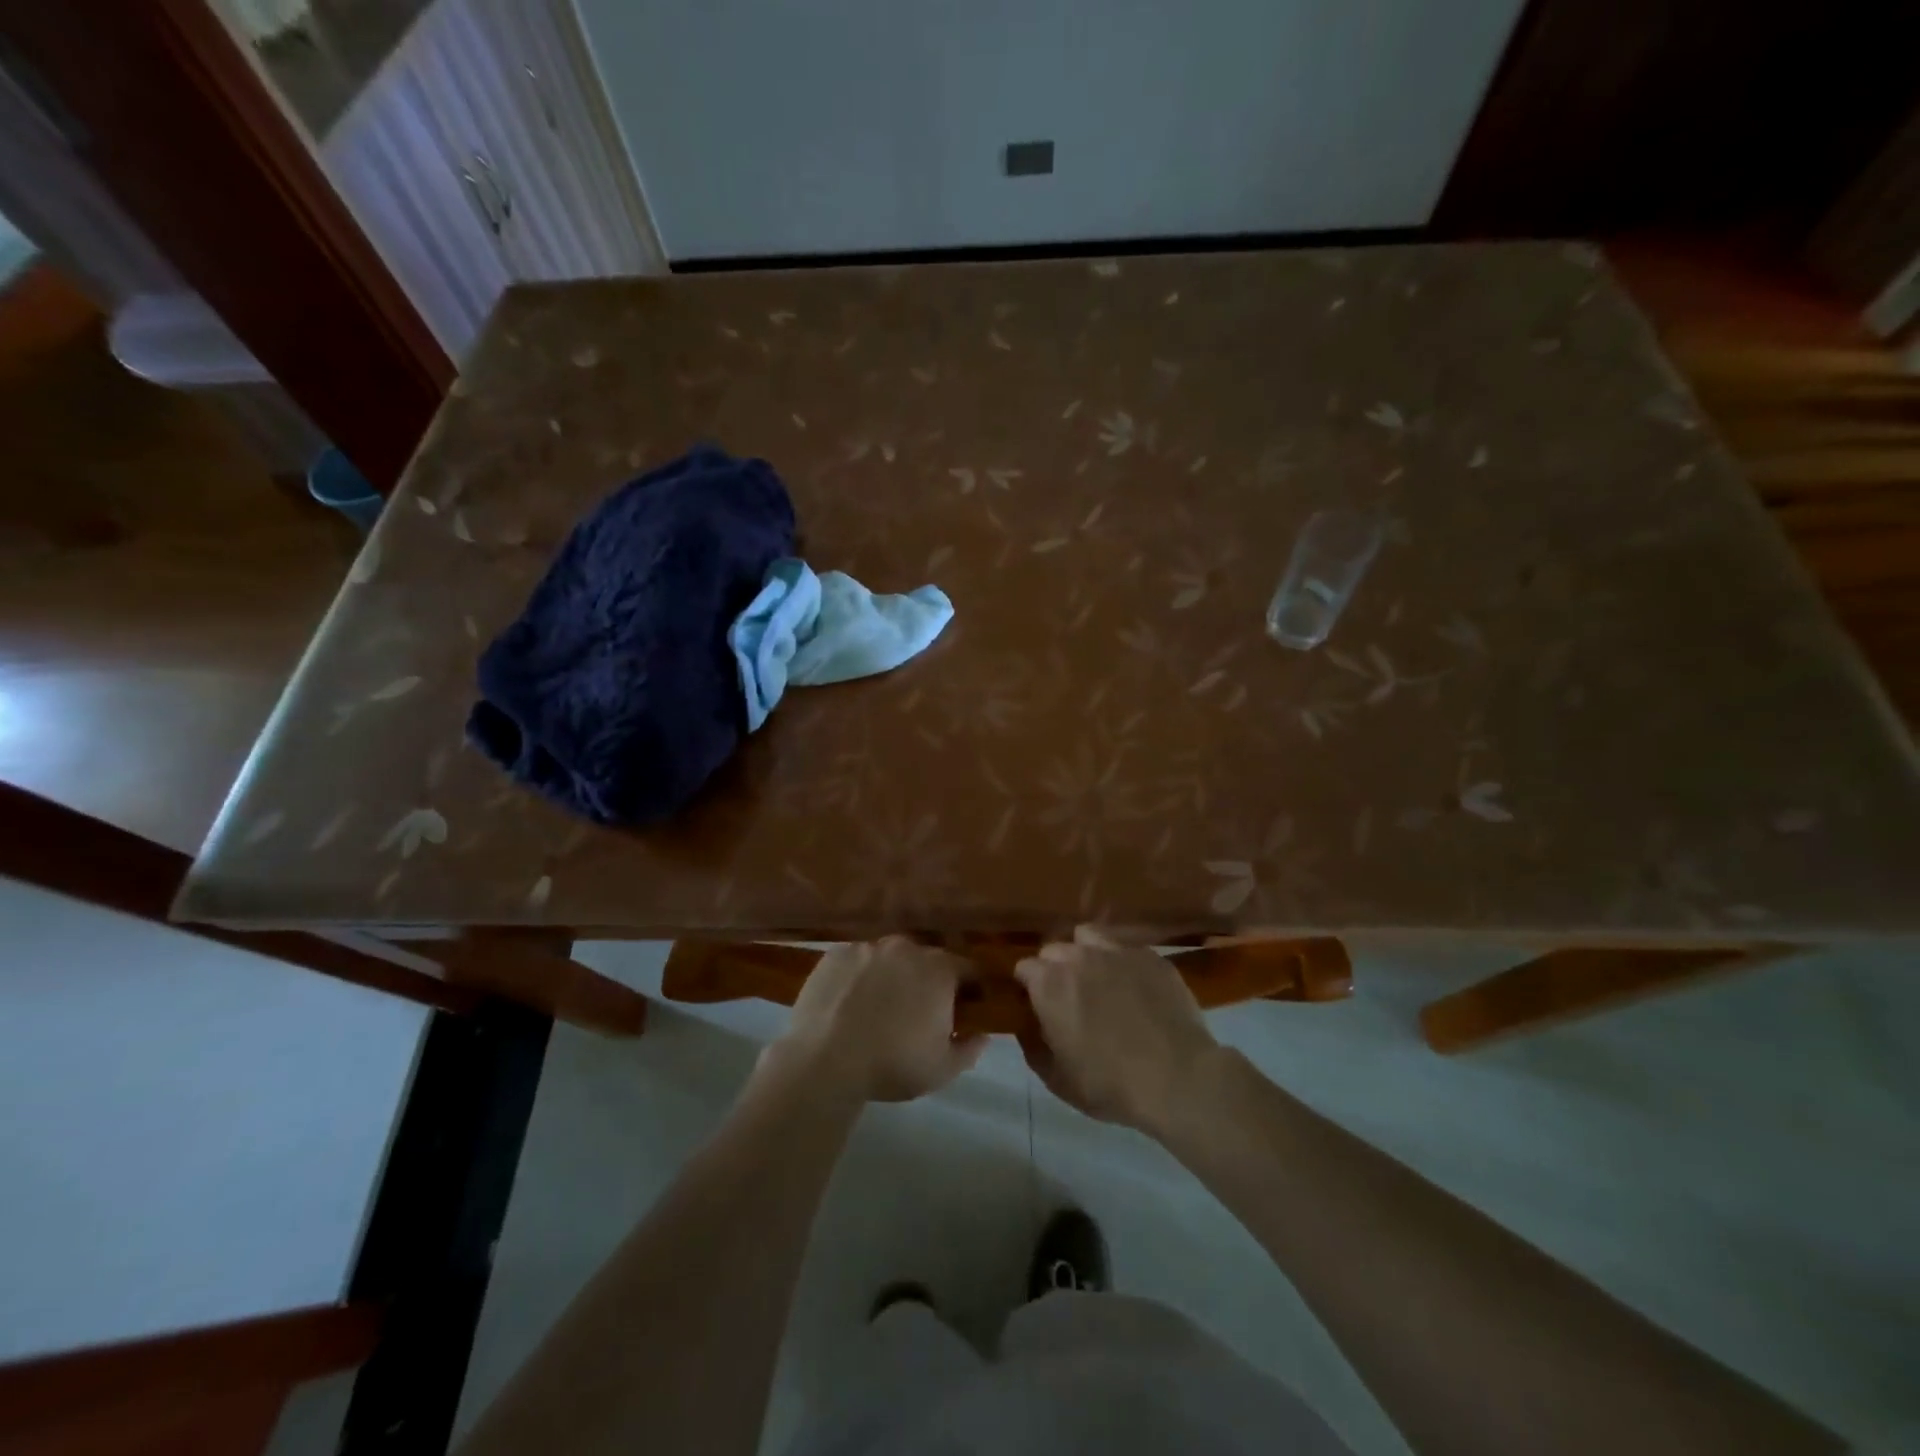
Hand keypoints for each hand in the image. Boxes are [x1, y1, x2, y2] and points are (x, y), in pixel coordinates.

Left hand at [760, 937, 985, 1102]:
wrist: (824, 1060)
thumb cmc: (892, 1064)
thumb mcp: (942, 1069)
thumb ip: (969, 1049)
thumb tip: (982, 1035)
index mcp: (939, 970)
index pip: (968, 970)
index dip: (970, 989)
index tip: (965, 1010)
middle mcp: (906, 948)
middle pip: (927, 960)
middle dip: (928, 982)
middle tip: (918, 1013)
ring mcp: (868, 947)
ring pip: (889, 959)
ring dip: (891, 977)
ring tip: (878, 1009)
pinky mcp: (836, 954)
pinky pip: (857, 962)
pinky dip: (859, 977)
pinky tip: (849, 1004)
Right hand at [1015, 927, 1222, 1135]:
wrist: (1178, 1078)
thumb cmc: (1111, 1085)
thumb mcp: (1059, 1080)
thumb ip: (1033, 1048)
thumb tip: (1026, 1029)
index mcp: (1049, 984)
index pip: (1024, 968)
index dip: (1029, 986)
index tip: (1037, 1005)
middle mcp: (1078, 957)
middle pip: (1054, 949)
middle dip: (1055, 968)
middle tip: (1069, 997)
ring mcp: (1116, 950)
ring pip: (1088, 937)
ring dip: (1085, 953)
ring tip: (1098, 978)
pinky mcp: (1149, 955)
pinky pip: (1125, 946)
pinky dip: (1121, 959)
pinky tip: (1133, 983)